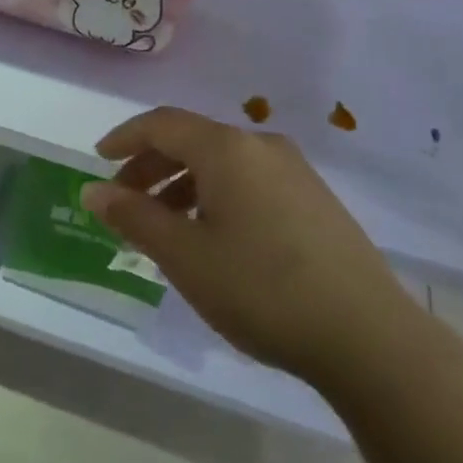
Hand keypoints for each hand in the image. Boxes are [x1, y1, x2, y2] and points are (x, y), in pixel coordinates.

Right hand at [85, 107, 422, 391]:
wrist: (370, 338)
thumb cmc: (262, 289)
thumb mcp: (184, 255)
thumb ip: (134, 217)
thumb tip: (93, 191)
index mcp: (227, 149)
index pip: (162, 124)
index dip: (125, 138)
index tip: (98, 159)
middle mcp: (262, 147)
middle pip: (192, 141)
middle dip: (151, 167)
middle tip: (124, 201)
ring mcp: (295, 172)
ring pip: (222, 164)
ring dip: (183, 185)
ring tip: (164, 226)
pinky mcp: (316, 200)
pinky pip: (249, 182)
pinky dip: (216, 197)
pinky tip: (213, 237)